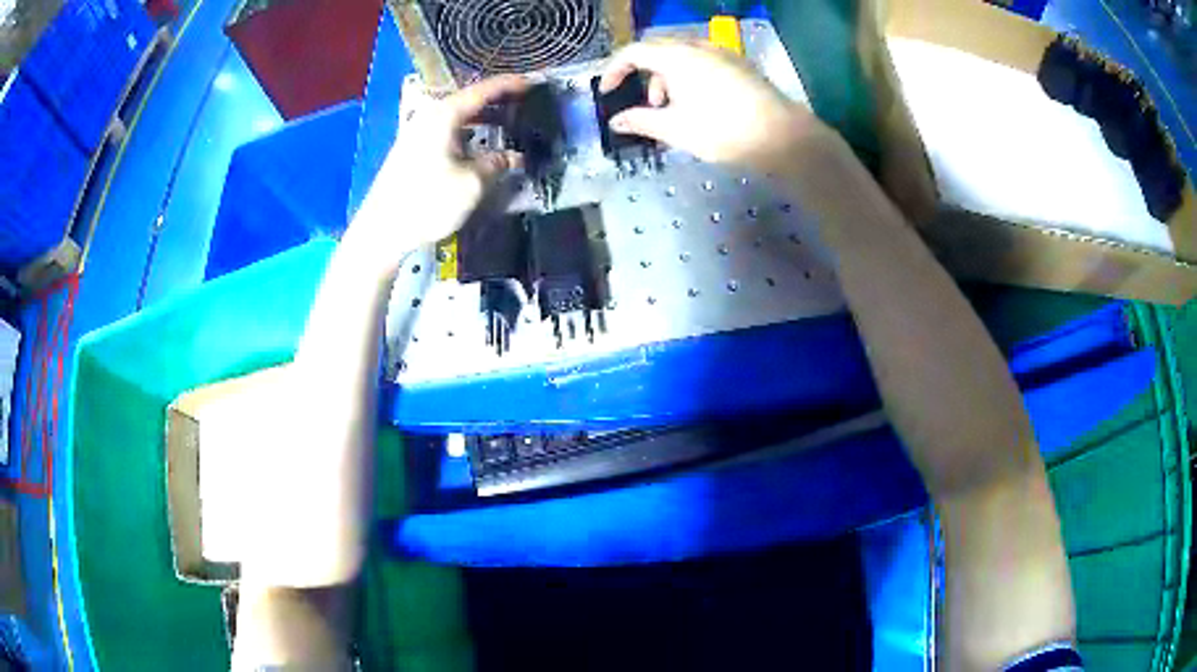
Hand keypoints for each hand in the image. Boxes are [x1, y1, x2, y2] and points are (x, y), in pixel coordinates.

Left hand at [350, 74, 529, 266]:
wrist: (382, 230)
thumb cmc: (427, 202)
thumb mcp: (472, 184)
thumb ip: (497, 164)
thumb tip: (514, 157)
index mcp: (444, 115)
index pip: (484, 90)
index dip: (511, 85)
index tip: (533, 83)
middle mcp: (430, 116)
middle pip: (469, 101)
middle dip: (498, 102)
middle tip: (525, 105)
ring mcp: (418, 133)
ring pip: (458, 117)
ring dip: (483, 119)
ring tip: (509, 125)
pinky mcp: (412, 150)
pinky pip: (447, 131)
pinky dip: (468, 133)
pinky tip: (481, 146)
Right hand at [599, 40, 822, 173]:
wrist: (782, 136)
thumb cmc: (722, 130)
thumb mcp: (674, 129)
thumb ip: (640, 121)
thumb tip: (616, 121)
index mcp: (676, 56)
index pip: (633, 52)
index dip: (614, 70)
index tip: (607, 92)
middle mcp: (698, 46)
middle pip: (658, 50)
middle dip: (644, 74)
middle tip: (647, 105)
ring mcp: (722, 53)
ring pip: (682, 55)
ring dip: (668, 77)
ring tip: (675, 110)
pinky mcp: (739, 64)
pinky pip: (703, 61)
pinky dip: (689, 77)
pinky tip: (699, 104)